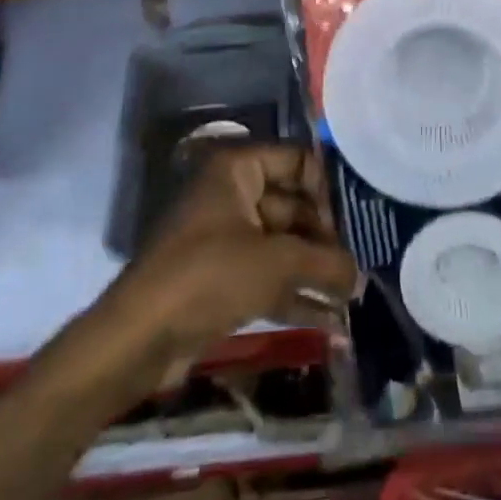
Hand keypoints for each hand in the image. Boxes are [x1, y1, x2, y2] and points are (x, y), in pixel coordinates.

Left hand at [95, 143, 359, 386]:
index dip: (327, 188)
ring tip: (355, 294)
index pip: (297, 160)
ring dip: (315, 269)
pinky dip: (295, 295)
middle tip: (362, 261)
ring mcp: (226, 237)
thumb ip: (323, 263)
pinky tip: (332, 321)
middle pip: (293, 205)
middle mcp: (232, 194)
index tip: (355, 220)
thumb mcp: (274, 263)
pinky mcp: (222, 279)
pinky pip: (268, 277)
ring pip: (282, 244)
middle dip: (326, 236)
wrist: (138, 338)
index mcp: (238, 169)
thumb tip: (359, 275)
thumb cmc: (208, 276)